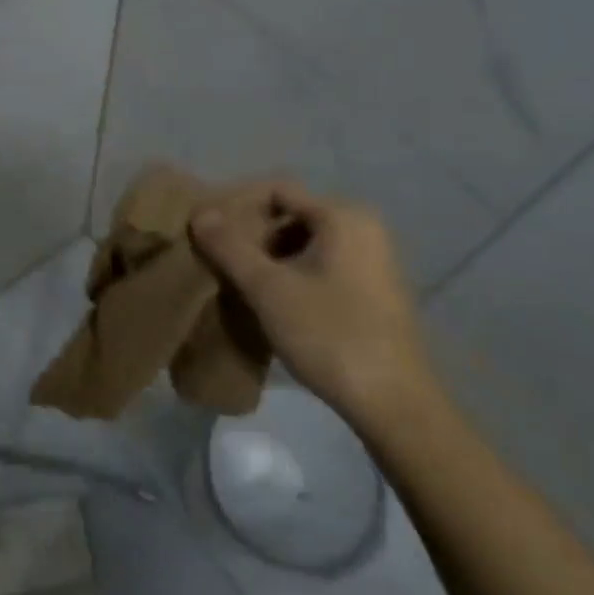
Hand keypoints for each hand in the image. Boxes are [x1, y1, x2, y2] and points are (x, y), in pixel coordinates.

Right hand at [190, 183, 433, 426]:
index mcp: (343, 216)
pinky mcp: (373, 290)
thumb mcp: (269, 289)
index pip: (277, 190)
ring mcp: (372, 260)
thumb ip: (230, 247)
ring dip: (268, 258)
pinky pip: (321, 265)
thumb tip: (200, 213)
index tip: (206, 232)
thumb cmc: (330, 335)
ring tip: (237, 283)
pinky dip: (291, 275)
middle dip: (251, 235)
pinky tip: (270, 302)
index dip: (237, 206)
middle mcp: (363, 228)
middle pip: (290, 215)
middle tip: (217, 260)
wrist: (394, 403)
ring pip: (304, 243)